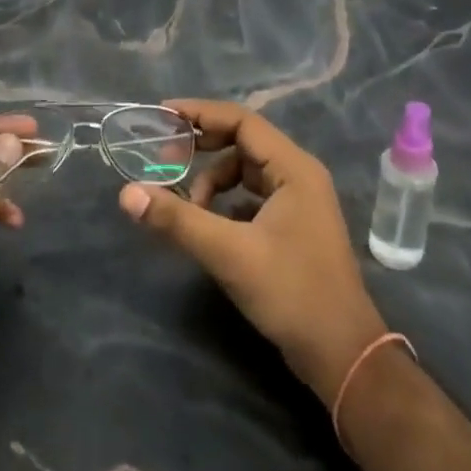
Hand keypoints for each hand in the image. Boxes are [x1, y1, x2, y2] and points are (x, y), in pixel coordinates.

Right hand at [117, 99, 387, 404]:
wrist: (343, 356)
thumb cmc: (291, 293)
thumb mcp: (229, 253)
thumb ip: (178, 220)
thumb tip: (127, 193)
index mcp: (293, 167)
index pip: (241, 121)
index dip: (200, 114)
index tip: (163, 114)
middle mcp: (299, 175)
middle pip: (243, 141)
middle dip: (203, 146)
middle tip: (164, 158)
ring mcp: (299, 201)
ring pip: (246, 171)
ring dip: (213, 180)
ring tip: (188, 206)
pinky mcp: (294, 226)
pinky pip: (252, 196)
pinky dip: (227, 201)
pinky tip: (208, 223)